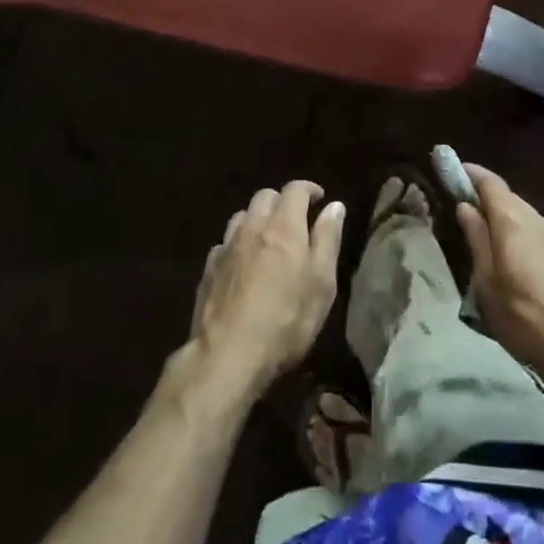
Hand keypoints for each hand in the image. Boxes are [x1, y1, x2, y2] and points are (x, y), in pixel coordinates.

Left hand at [190, 181, 345, 399]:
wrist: (228, 354)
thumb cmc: (287, 319)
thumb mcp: (322, 283)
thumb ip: (328, 239)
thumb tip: (334, 206)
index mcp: (284, 225)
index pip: (295, 189)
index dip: (309, 189)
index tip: (320, 199)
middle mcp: (253, 227)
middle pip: (265, 196)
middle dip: (282, 201)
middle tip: (296, 220)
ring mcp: (227, 247)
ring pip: (242, 216)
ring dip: (258, 220)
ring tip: (268, 240)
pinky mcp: (209, 269)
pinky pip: (225, 243)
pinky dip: (238, 244)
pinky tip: (243, 264)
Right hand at [457, 164, 543, 401]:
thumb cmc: (523, 315)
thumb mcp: (487, 281)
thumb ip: (476, 238)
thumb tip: (465, 206)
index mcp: (513, 220)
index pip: (490, 182)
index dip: (468, 173)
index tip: (449, 169)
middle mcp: (535, 218)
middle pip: (505, 195)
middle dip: (482, 195)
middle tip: (457, 204)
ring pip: (519, 213)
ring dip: (498, 214)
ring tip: (477, 230)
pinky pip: (530, 229)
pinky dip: (513, 230)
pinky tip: (503, 251)